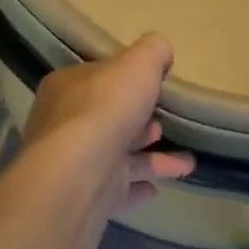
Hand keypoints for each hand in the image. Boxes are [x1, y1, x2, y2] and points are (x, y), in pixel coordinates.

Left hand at [17, 34, 194, 216]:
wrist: (78, 177)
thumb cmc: (106, 110)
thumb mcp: (137, 64)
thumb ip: (152, 51)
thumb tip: (161, 51)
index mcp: (67, 88)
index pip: (98, 79)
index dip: (127, 82)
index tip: (154, 89)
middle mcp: (63, 124)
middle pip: (108, 119)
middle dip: (140, 123)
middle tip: (165, 126)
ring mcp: (74, 164)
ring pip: (118, 157)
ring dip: (152, 159)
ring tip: (186, 163)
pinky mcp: (84, 197)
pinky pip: (116, 190)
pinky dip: (137, 188)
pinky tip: (157, 190)